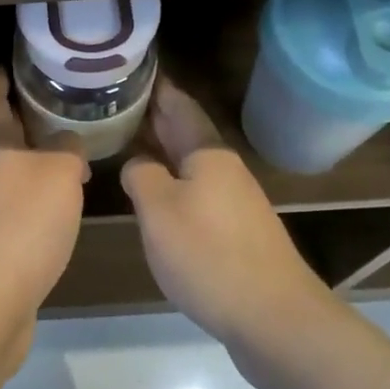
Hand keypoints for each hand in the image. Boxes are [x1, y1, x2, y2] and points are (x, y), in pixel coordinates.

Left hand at [0, 69, 88, 323]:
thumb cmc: (23, 221)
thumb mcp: (58, 172)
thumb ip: (66, 148)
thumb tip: (67, 144)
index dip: (0, 77)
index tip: (14, 61)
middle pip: (1, 135)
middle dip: (27, 119)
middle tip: (63, 106)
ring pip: (12, 172)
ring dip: (36, 161)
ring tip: (72, 152)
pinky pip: (18, 206)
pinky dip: (38, 197)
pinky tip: (63, 204)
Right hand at [122, 78, 326, 349]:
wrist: (274, 320)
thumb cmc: (209, 254)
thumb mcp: (158, 209)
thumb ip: (141, 175)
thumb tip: (139, 165)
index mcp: (207, 153)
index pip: (178, 104)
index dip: (155, 86)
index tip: (131, 68)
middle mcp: (223, 169)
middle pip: (184, 132)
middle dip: (153, 116)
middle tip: (116, 101)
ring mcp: (232, 201)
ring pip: (189, 163)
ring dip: (161, 149)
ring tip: (126, 141)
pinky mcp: (234, 232)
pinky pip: (195, 191)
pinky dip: (171, 181)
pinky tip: (154, 194)